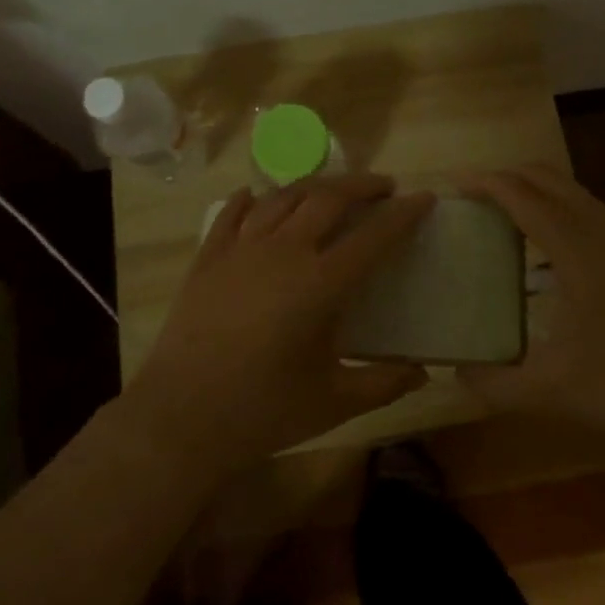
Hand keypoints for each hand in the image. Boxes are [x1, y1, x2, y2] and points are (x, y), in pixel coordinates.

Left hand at [131, 174, 434, 469]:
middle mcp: (284, 251)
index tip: (424, 198)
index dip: (403, 214)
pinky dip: (249, 199)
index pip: (374, 236)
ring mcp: (241, 249)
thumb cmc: (263, 411)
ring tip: (330, 190)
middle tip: (383, 187)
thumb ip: (383, 383)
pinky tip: (256, 196)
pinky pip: (232, 214)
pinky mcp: (208, 257)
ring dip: (313, 186)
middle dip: (361, 186)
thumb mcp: (334, 403)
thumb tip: (422, 372)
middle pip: (328, 198)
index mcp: (321, 283)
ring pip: (283, 197)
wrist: (181, 417)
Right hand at [459, 166, 604, 446]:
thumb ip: (497, 384)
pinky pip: (595, 212)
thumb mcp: (555, 392)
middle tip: (476, 199)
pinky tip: (558, 251)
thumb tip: (455, 374)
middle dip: (508, 177)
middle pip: (548, 178)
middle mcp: (604, 230)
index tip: (454, 186)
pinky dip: (564, 209)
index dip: (486, 184)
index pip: (522, 196)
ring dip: (538, 191)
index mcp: (577, 249)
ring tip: (510, 218)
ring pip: (576, 192)